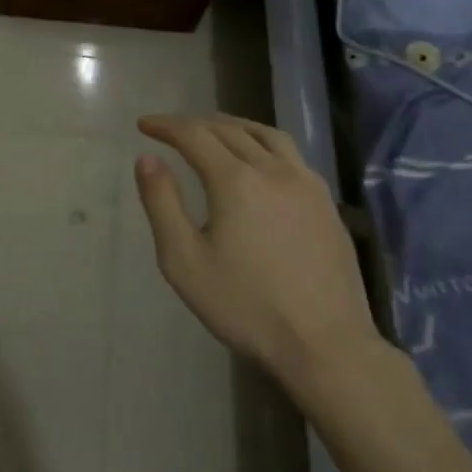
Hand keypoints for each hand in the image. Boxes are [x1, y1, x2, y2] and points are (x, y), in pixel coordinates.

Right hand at [134, 114, 381, 396]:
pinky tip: (259, 161)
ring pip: (265, 135)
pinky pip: (290, 154)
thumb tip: (147, 158)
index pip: (194, 135)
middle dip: (194, 124)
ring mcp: (306, 185)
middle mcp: (272, 170)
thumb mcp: (184, 260)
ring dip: (233, 126)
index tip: (144, 125)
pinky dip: (263, 143)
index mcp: (235, 180)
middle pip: (228, 130)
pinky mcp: (326, 204)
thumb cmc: (246, 306)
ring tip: (214, 131)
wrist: (327, 347)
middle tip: (171, 130)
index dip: (165, 125)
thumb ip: (162, 203)